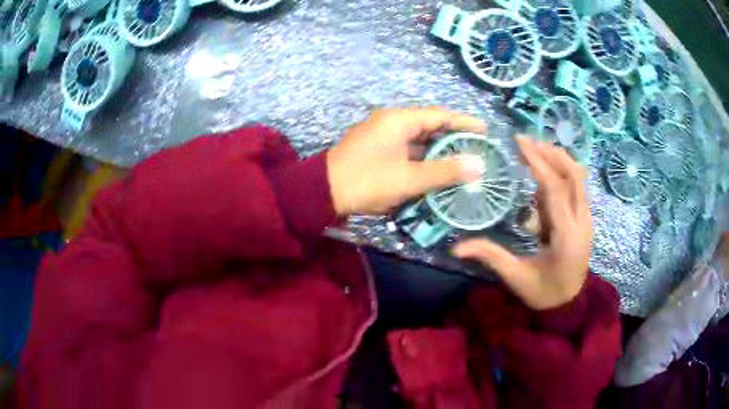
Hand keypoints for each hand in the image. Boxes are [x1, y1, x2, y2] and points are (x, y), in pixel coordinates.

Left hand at [327, 107, 486, 214]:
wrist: (322, 193)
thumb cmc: (367, 181)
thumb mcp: (409, 178)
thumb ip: (445, 171)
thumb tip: (479, 165)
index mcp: (399, 120)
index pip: (440, 115)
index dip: (464, 122)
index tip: (484, 130)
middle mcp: (390, 122)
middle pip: (429, 126)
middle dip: (453, 138)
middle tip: (476, 150)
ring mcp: (381, 136)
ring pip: (417, 140)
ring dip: (437, 151)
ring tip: (461, 162)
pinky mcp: (375, 150)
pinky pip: (405, 150)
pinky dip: (421, 159)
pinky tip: (434, 171)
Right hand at [454, 138, 592, 309]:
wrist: (570, 304)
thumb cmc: (544, 292)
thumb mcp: (516, 277)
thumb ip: (490, 257)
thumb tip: (456, 248)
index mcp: (567, 237)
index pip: (555, 190)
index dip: (538, 163)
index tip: (520, 143)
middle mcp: (582, 222)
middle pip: (574, 174)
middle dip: (551, 152)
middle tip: (527, 142)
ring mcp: (587, 219)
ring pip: (578, 178)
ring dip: (557, 160)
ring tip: (533, 152)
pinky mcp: (585, 218)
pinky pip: (575, 187)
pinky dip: (559, 175)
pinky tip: (541, 177)